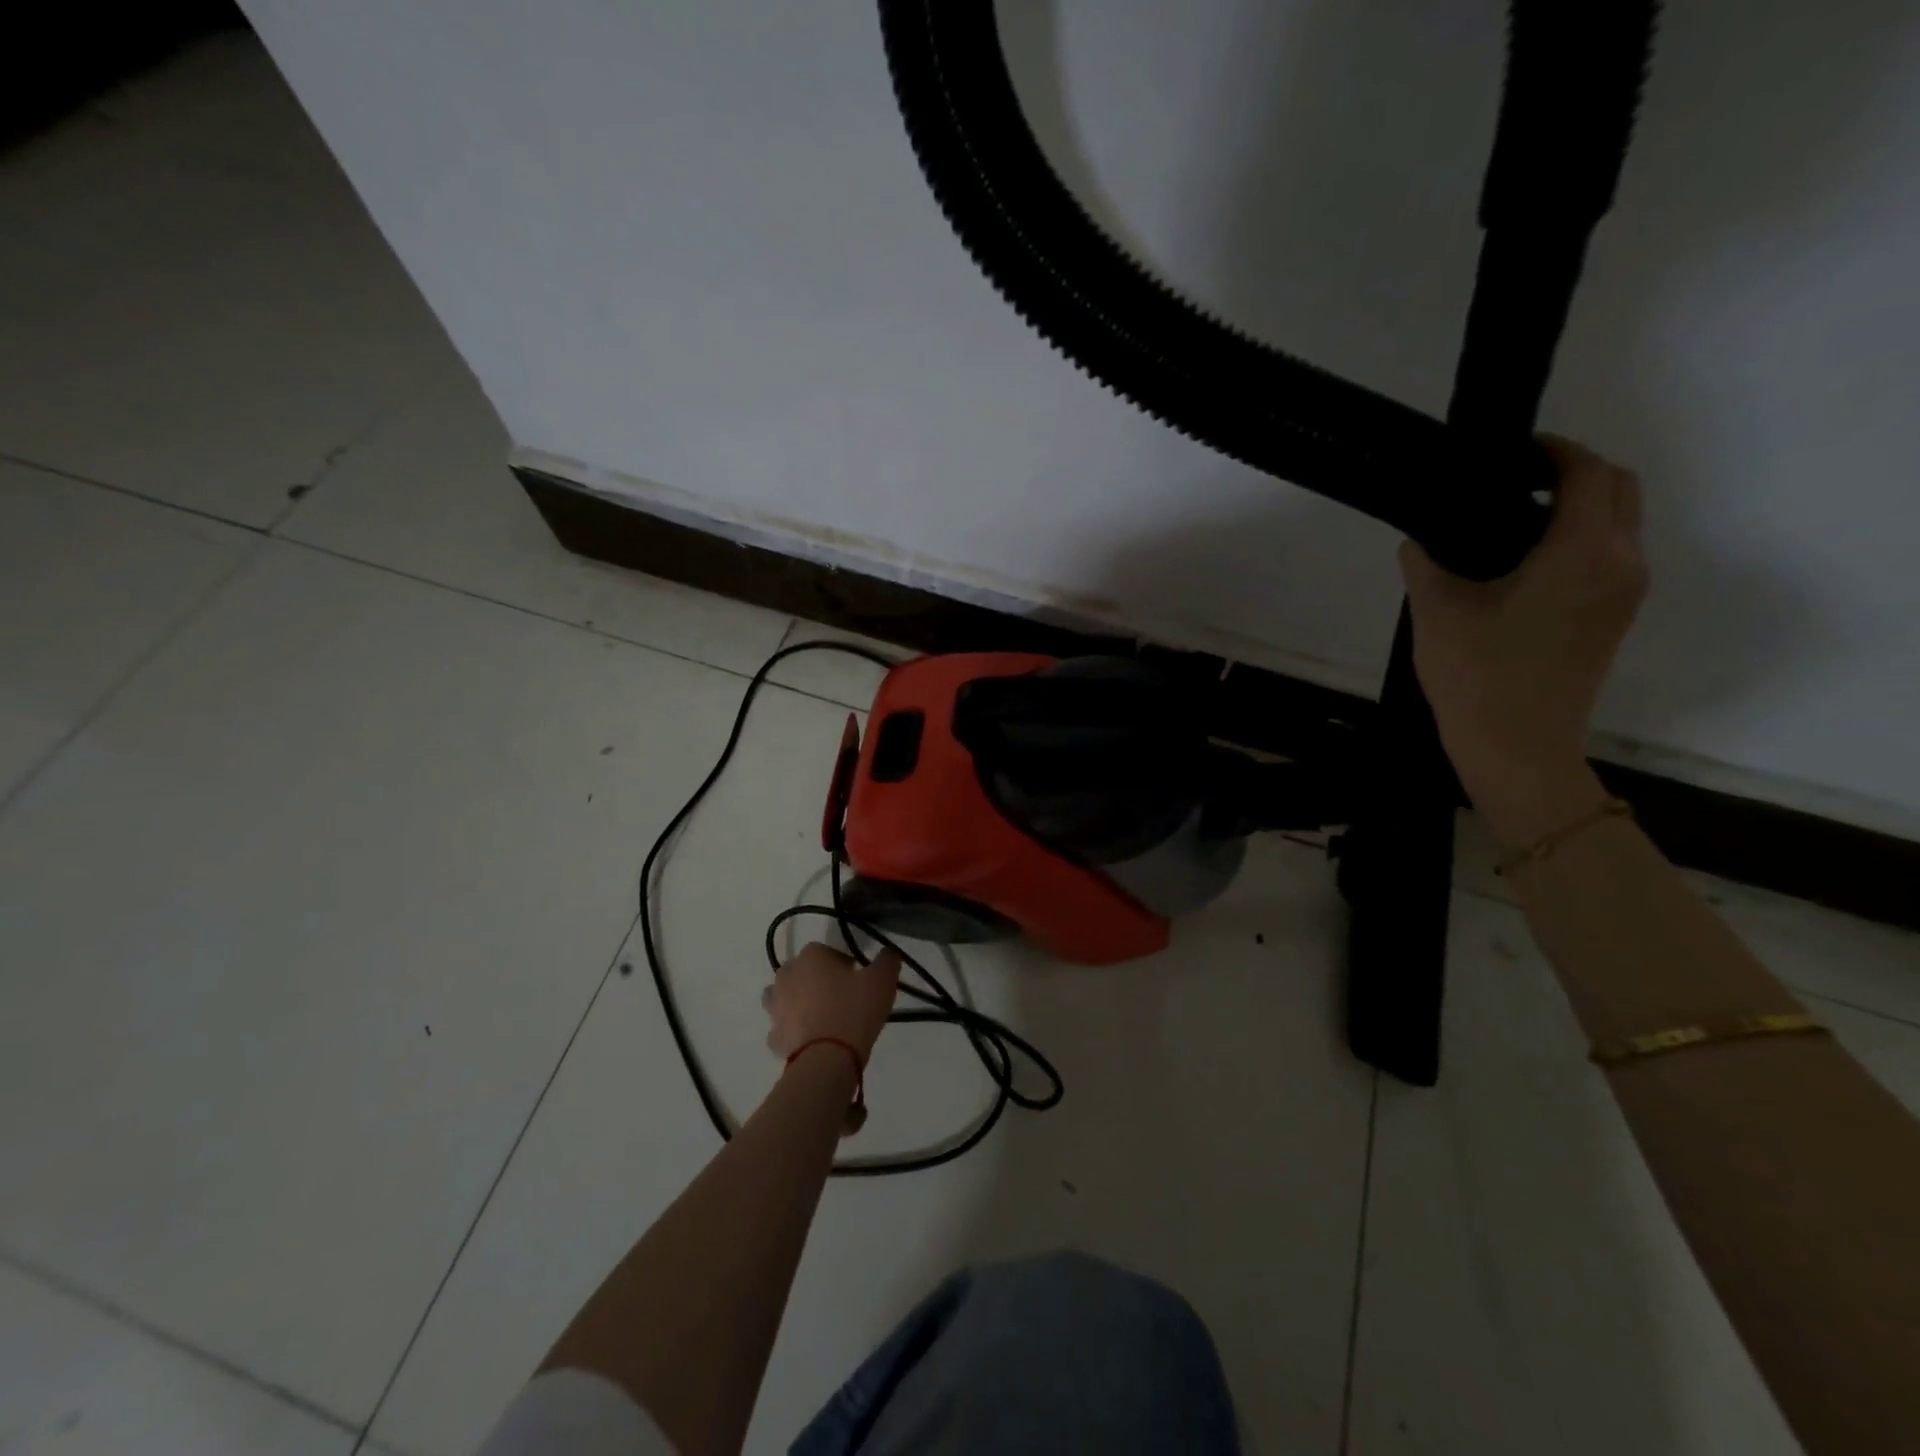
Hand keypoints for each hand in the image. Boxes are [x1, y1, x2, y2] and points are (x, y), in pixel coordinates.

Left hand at [764, 941, 900, 1065]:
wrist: (827, 1058)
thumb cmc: (855, 1010)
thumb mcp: (882, 980)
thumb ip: (887, 960)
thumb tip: (889, 952)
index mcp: (811, 956)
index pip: (826, 951)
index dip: (843, 964)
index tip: (857, 978)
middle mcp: (787, 975)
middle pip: (802, 971)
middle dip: (817, 980)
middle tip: (841, 997)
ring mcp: (775, 1007)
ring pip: (784, 997)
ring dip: (798, 1002)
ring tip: (821, 1016)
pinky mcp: (774, 1037)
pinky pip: (783, 1027)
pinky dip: (793, 1031)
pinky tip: (811, 1040)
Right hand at [1398, 437, 1647, 846]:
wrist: (1517, 748)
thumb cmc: (1479, 675)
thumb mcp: (1437, 611)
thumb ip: (1426, 562)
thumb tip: (1419, 540)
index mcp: (1585, 550)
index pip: (1586, 472)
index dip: (1550, 452)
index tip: (1506, 454)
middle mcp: (1622, 562)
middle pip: (1618, 488)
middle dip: (1572, 473)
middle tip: (1511, 482)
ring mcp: (1624, 593)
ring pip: (1617, 523)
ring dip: (1576, 507)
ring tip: (1508, 521)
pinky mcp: (1614, 618)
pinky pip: (1608, 555)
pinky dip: (1577, 540)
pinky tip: (1521, 563)